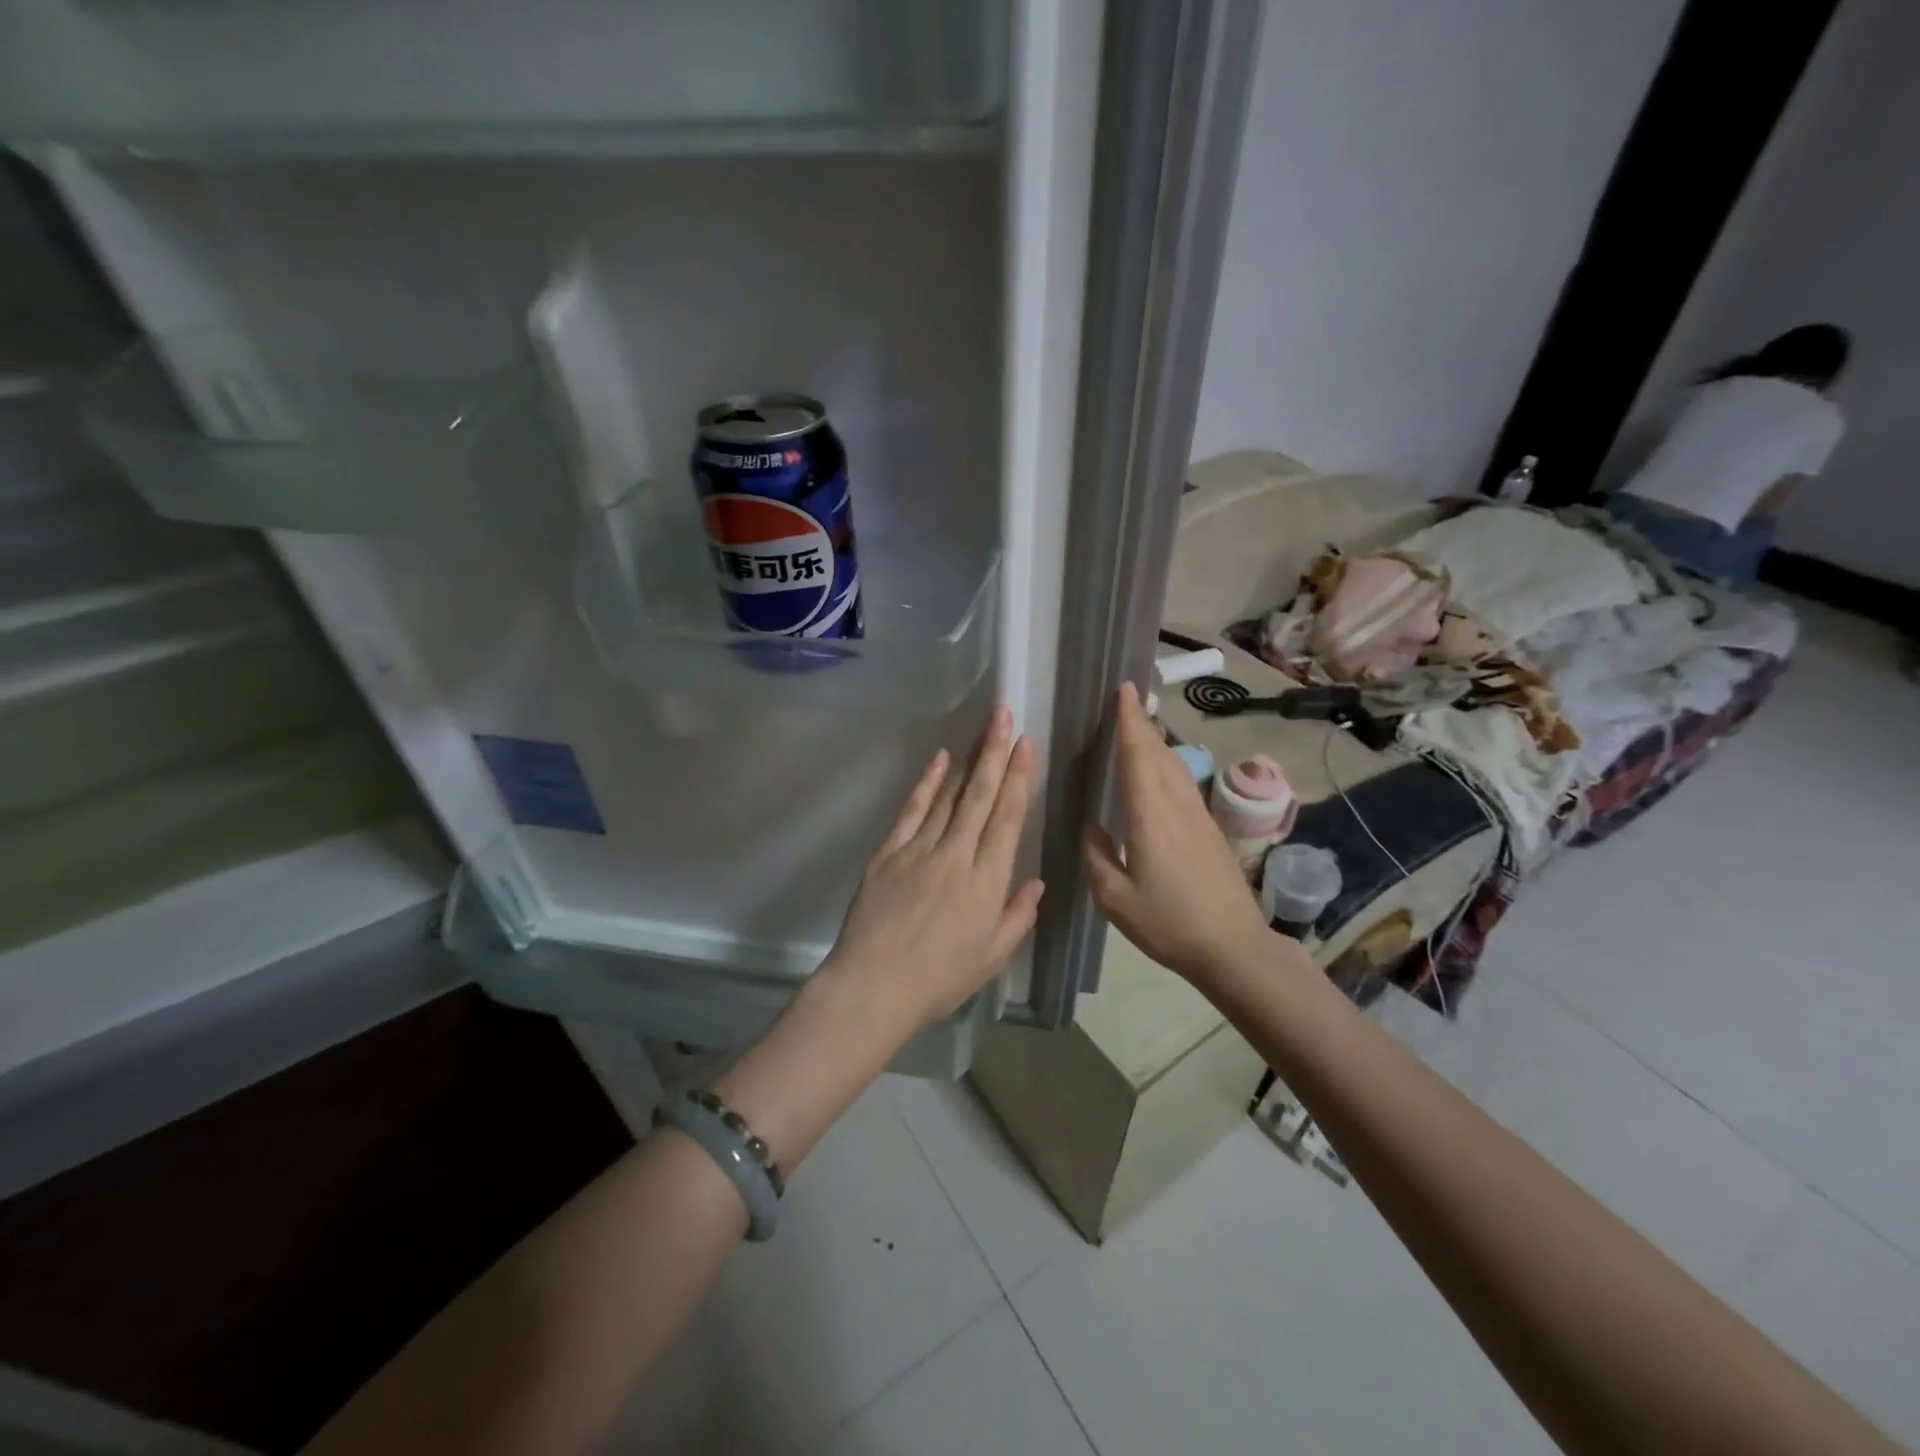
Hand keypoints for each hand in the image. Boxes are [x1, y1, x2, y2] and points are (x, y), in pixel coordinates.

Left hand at [819, 706, 1043, 1032]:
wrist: (873, 988)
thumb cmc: (938, 980)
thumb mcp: (991, 958)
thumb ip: (1017, 917)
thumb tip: (1035, 882)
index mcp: (987, 882)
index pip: (1008, 819)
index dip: (1019, 779)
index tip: (1026, 745)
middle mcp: (957, 856)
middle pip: (981, 796)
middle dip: (996, 752)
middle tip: (1004, 715)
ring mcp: (920, 850)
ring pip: (949, 797)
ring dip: (968, 761)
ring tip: (982, 730)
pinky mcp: (889, 853)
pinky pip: (912, 811)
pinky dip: (927, 783)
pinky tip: (940, 760)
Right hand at [1084, 682, 1275, 987]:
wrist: (1233, 946)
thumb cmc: (1168, 923)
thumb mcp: (1115, 899)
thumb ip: (1097, 858)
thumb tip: (1094, 829)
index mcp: (1149, 816)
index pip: (1137, 756)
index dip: (1129, 722)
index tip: (1124, 691)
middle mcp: (1176, 805)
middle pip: (1158, 753)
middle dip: (1141, 723)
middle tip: (1126, 699)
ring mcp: (1197, 815)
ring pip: (1174, 765)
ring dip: (1155, 740)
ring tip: (1138, 725)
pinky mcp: (1208, 829)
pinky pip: (1182, 781)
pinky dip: (1166, 762)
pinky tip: (1160, 769)